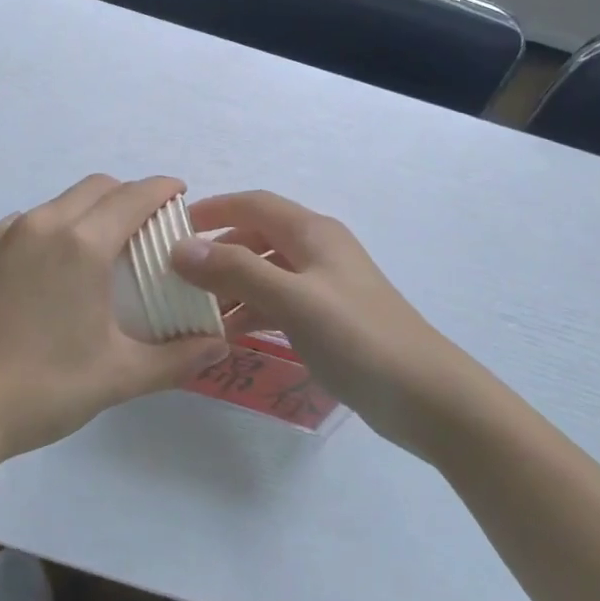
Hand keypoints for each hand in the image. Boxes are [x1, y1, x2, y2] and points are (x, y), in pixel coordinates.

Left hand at [0, 175, 228, 460]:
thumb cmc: (41, 387)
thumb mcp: (116, 376)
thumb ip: (175, 357)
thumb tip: (220, 344)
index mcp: (82, 244)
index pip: (134, 195)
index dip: (162, 188)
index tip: (179, 196)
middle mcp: (43, 224)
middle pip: (97, 187)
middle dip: (128, 195)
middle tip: (145, 227)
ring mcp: (3, 234)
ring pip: (58, 203)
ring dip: (86, 212)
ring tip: (95, 253)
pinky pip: (24, 224)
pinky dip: (49, 231)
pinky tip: (46, 274)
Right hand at [170, 190, 458, 451]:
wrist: (426, 396)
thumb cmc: (358, 337)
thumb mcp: (293, 300)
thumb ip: (237, 271)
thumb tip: (181, 248)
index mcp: (313, 232)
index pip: (254, 204)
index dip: (213, 209)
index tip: (173, 228)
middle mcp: (318, 250)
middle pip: (257, 237)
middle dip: (217, 251)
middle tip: (176, 276)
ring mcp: (325, 286)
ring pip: (266, 272)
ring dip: (231, 285)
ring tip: (194, 310)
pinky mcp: (328, 319)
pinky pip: (278, 302)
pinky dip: (252, 310)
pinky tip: (229, 334)